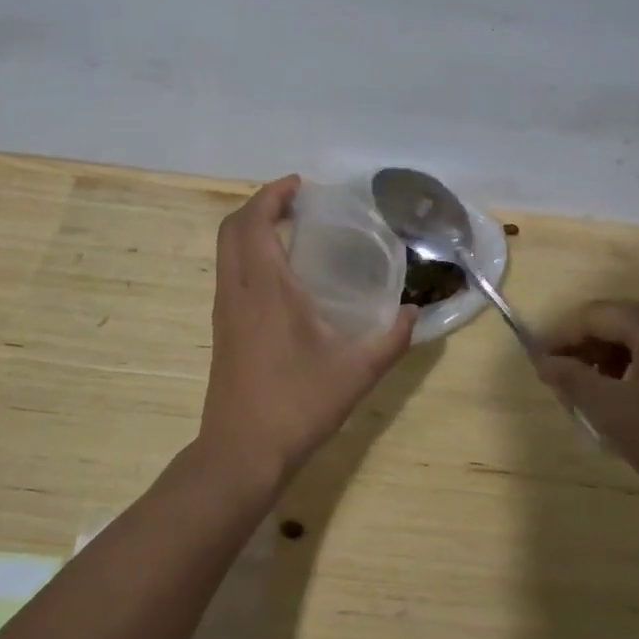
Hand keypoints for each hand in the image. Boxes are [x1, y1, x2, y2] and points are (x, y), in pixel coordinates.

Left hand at [198, 175, 415, 489]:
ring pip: (226, 251)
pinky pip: (230, 273)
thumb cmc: (298, 404)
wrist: (242, 453)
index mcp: (265, 288)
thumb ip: (391, 339)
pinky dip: (249, 254)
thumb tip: (415, 314)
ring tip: (291, 230)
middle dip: (260, 205)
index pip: (254, 222)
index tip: (300, 184)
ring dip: (252, 229)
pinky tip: (282, 276)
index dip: (272, 194)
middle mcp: (238, 291)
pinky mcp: (223, 330)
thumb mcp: (356, 372)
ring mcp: (225, 311)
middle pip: (232, 228)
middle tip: (297, 202)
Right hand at [537, 300, 638, 526]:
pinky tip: (638, 404)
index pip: (594, 316)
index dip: (560, 338)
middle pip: (622, 324)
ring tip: (598, 402)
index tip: (537, 364)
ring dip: (616, 365)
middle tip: (564, 388)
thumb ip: (572, 381)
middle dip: (589, 353)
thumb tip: (544, 361)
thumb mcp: (615, 414)